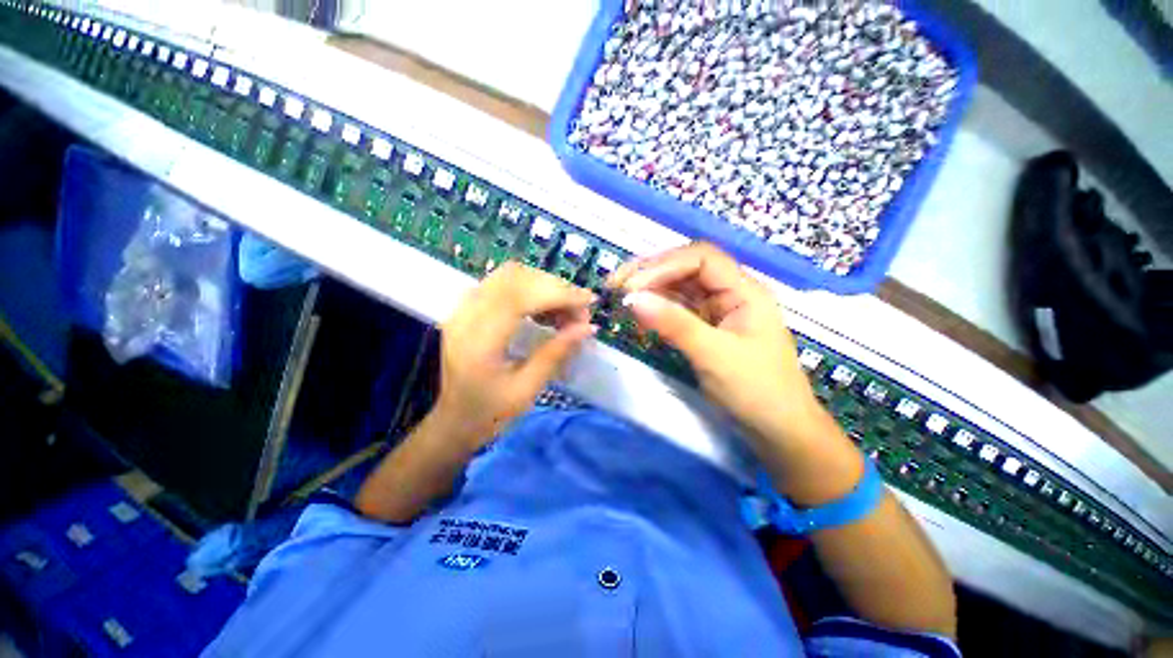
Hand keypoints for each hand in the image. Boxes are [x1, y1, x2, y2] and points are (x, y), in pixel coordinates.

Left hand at [434, 262, 595, 452]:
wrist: (451, 420)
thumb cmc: (488, 413)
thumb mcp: (526, 390)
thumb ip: (556, 353)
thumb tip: (587, 328)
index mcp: (479, 339)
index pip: (521, 296)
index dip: (559, 293)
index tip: (588, 302)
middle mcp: (467, 314)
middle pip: (516, 277)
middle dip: (555, 288)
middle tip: (579, 314)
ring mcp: (464, 307)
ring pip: (511, 275)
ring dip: (544, 287)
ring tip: (566, 313)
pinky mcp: (468, 308)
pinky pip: (504, 284)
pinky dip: (531, 290)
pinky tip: (546, 311)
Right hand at [609, 242, 819, 442]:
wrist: (777, 431)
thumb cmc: (756, 391)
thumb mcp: (713, 356)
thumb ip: (673, 324)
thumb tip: (632, 298)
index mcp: (744, 291)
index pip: (701, 259)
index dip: (664, 266)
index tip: (632, 287)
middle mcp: (730, 293)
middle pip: (686, 269)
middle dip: (650, 273)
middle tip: (615, 286)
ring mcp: (717, 311)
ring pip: (679, 289)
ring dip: (650, 291)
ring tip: (620, 299)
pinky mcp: (706, 328)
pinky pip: (678, 310)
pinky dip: (657, 310)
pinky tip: (640, 316)